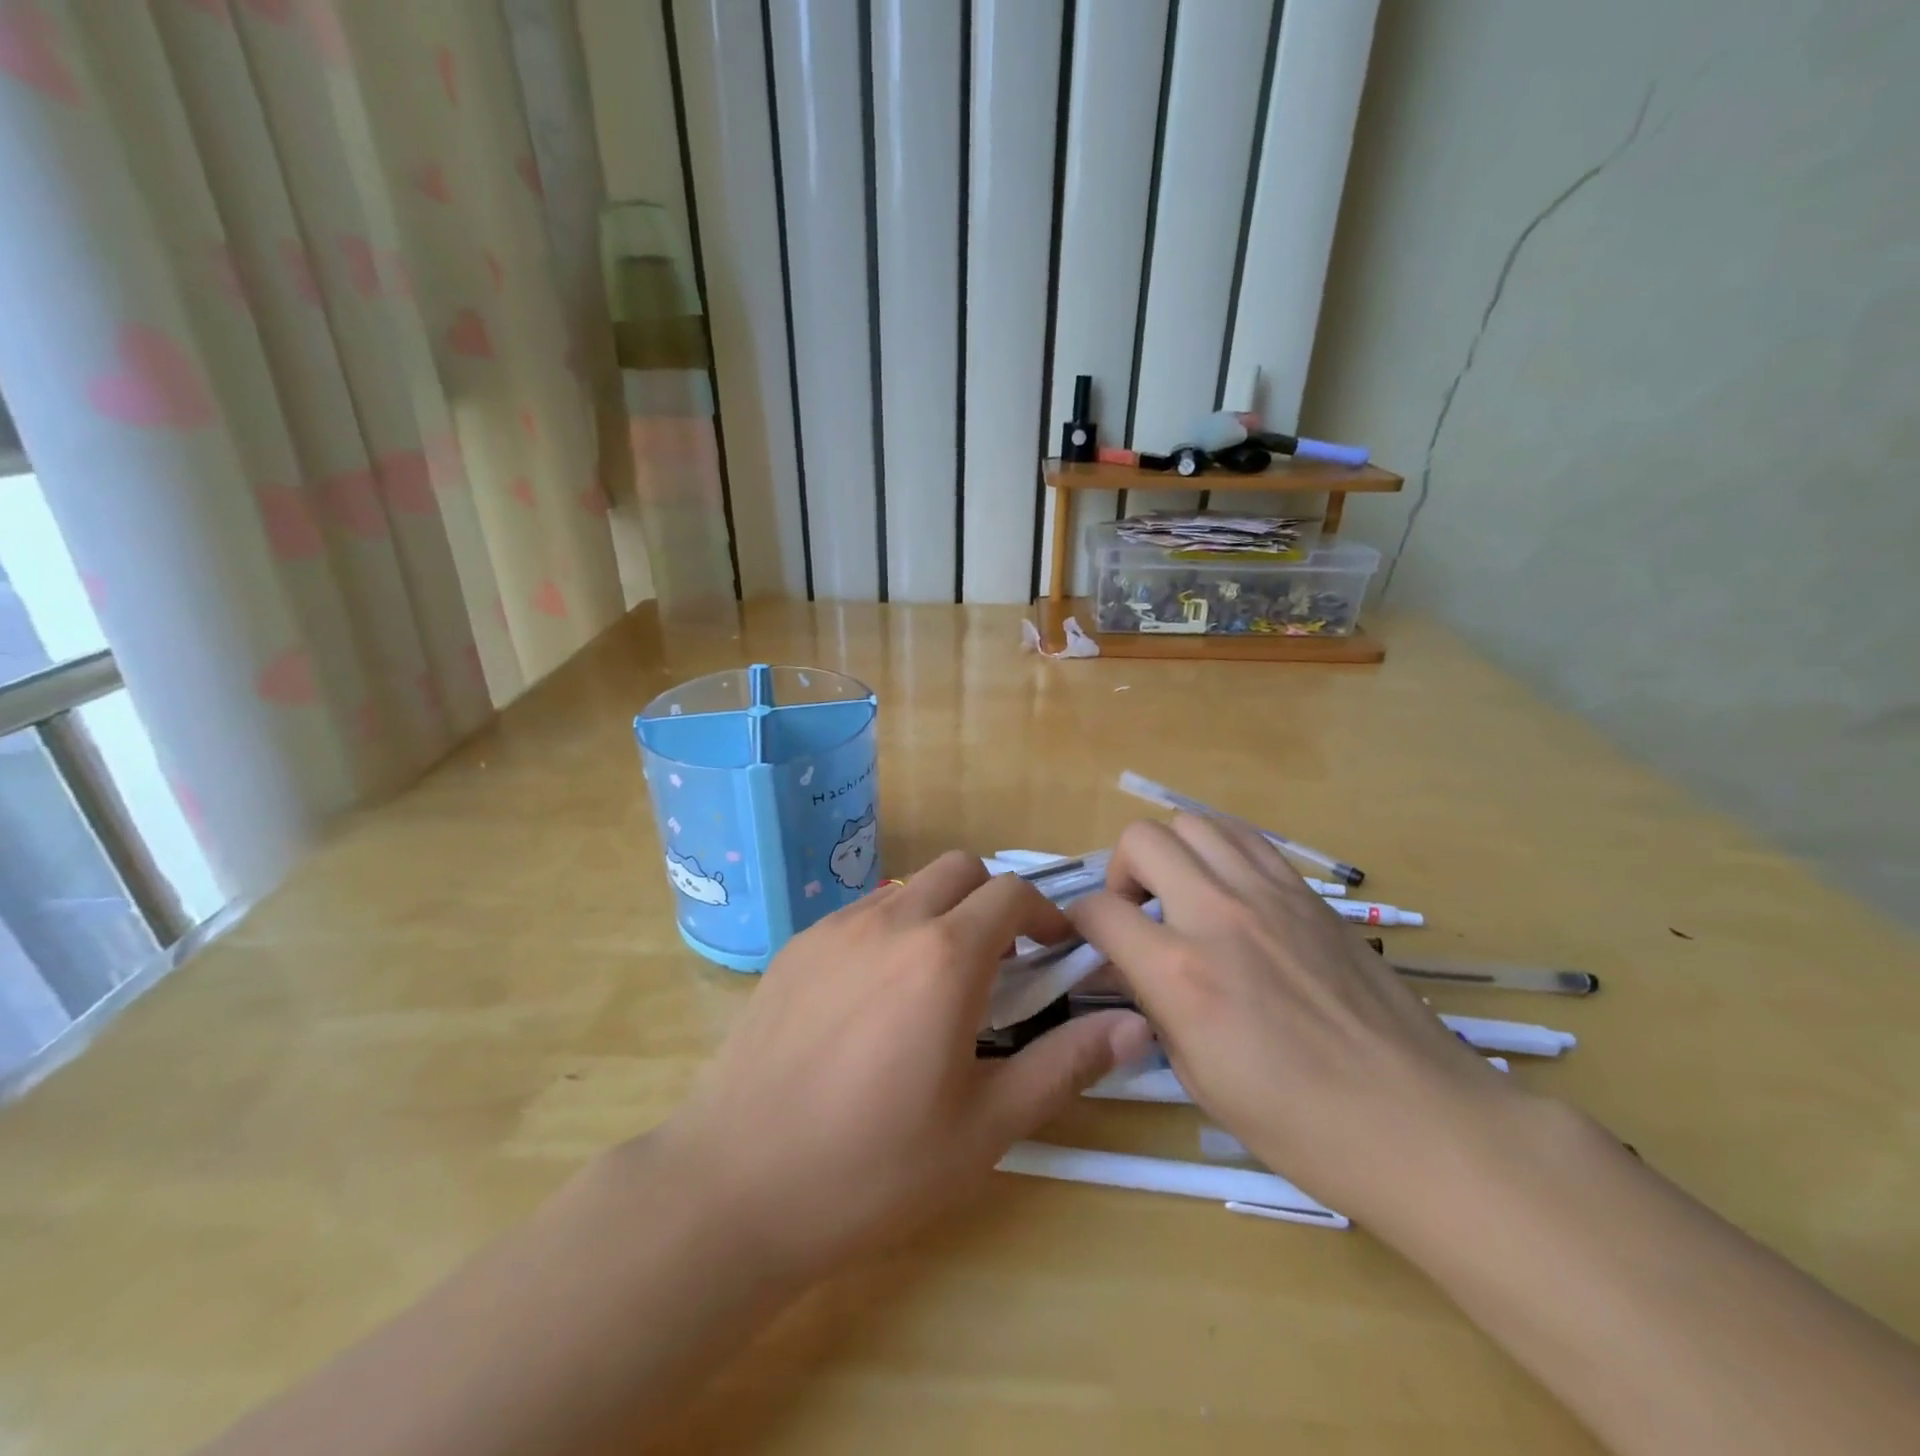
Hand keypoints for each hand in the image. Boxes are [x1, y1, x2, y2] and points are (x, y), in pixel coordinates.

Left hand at [651, 851, 1154, 1280]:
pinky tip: (875, 998)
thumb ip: (1066, 1065)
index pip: (1012, 892)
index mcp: (945, 956)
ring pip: (909, 887)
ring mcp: (835, 928)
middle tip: (1001, 964)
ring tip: (938, 982)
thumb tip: (1137, 1028)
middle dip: (994, 901)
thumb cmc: (875, 1166)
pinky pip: (862, 913)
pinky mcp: (796, 947)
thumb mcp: (987, 1127)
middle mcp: (891, 921)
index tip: (1055, 952)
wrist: (736, 1186)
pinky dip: (891, 930)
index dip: (1045, 914)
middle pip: (962, 870)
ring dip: (942, 913)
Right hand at [1068, 816, 1521, 1222]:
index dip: (1079, 922)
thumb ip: (1155, 1008)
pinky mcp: (1309, 894)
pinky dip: (1220, 851)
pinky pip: (1247, 839)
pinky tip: (1230, 893)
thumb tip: (1134, 970)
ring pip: (1194, 823)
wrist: (1419, 1123)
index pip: (1100, 912)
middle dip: (1121, 872)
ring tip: (1182, 895)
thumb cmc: (1301, 1125)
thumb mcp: (1200, 1079)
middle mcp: (1218, 915)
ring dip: (1172, 852)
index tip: (1089, 940)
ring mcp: (1269, 895)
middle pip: (1141, 840)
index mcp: (1181, 975)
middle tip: (1137, 913)